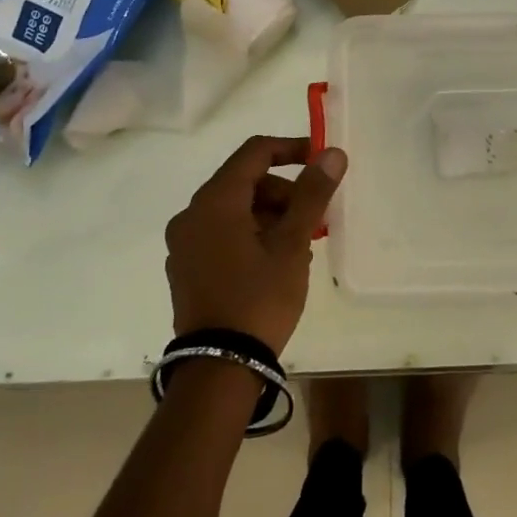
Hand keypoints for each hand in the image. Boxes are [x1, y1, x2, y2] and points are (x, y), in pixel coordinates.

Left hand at [164, 136, 347, 353]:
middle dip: (284, 192)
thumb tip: (332, 153)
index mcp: (215, 201)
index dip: (290, 149)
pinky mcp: (186, 268)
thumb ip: (311, 194)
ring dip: (270, 216)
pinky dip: (251, 234)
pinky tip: (275, 262)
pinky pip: (222, 234)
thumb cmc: (259, 298)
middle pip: (244, 182)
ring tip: (300, 246)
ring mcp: (185, 243)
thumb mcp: (292, 244)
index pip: (254, 153)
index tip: (319, 161)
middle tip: (314, 218)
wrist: (219, 368)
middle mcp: (192, 215)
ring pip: (235, 210)